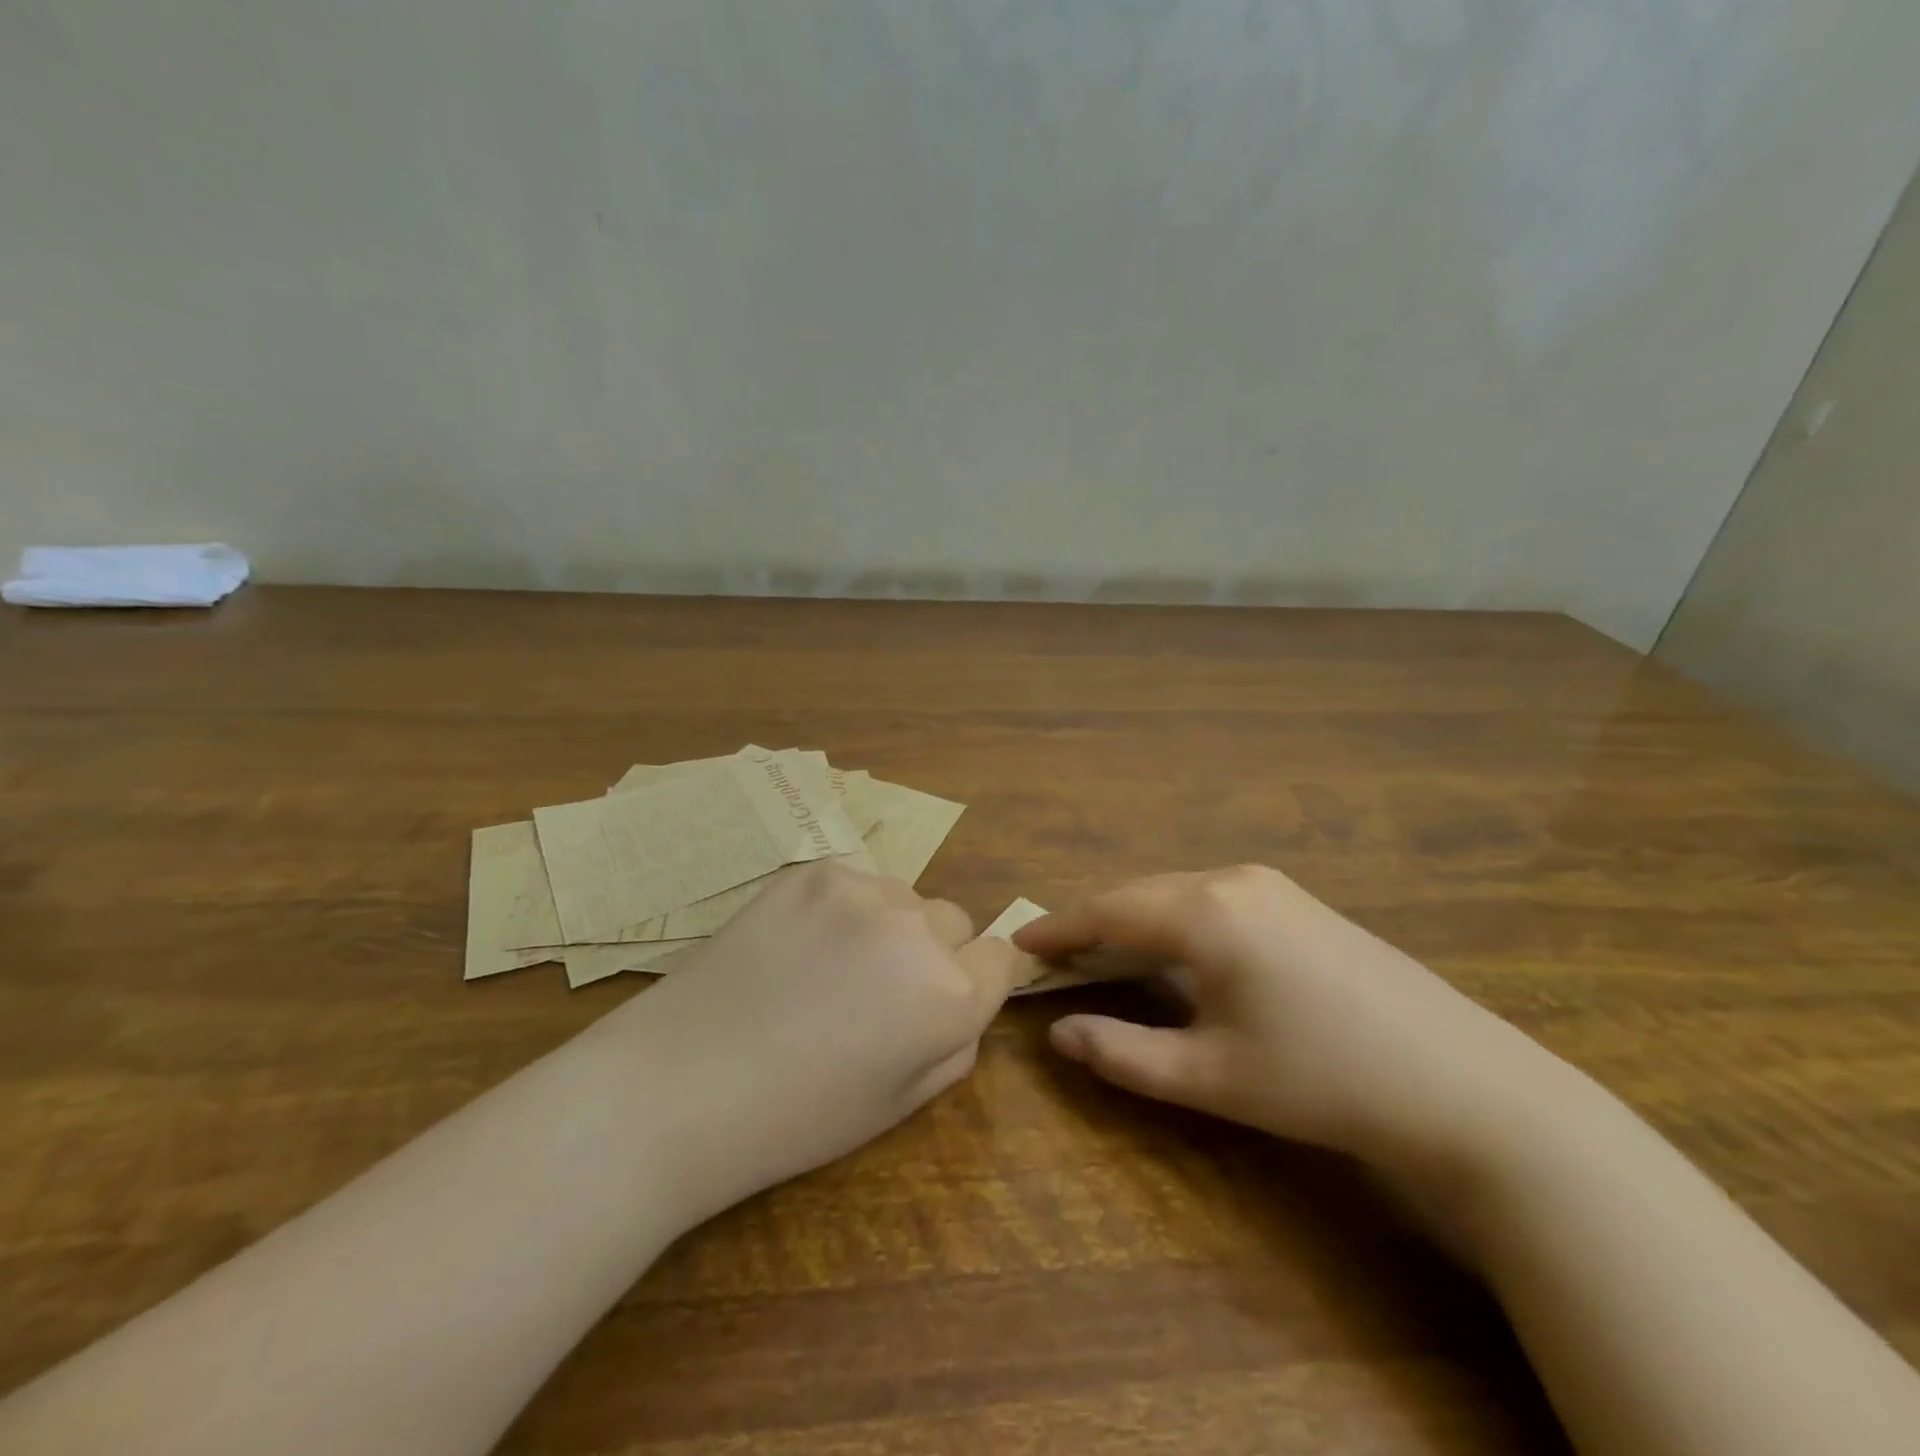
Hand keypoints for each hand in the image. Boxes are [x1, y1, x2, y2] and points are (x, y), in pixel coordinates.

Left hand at [615, 862, 1020, 1218]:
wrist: (677, 1086)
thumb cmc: (794, 1118)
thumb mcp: (898, 1105)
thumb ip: (954, 1044)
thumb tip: (963, 999)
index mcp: (949, 995)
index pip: (1001, 957)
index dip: (978, 980)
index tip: (944, 1000)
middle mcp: (916, 930)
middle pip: (954, 922)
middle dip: (934, 953)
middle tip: (877, 992)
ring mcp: (859, 892)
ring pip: (903, 898)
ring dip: (888, 926)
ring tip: (829, 967)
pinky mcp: (810, 872)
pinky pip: (853, 883)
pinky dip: (840, 910)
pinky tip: (795, 946)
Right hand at [1016, 865, 1565, 1176]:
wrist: (1464, 1085)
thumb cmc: (1322, 1081)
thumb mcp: (1210, 1077)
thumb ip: (1123, 1054)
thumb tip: (1060, 1035)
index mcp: (1205, 913)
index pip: (1107, 911)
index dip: (1058, 928)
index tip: (1018, 942)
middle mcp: (1232, 880)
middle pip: (1139, 893)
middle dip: (1092, 921)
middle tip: (1054, 953)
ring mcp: (1272, 884)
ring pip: (1176, 891)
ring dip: (1134, 917)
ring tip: (1103, 952)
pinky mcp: (1299, 899)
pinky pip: (1212, 896)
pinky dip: (1174, 917)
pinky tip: (1175, 948)